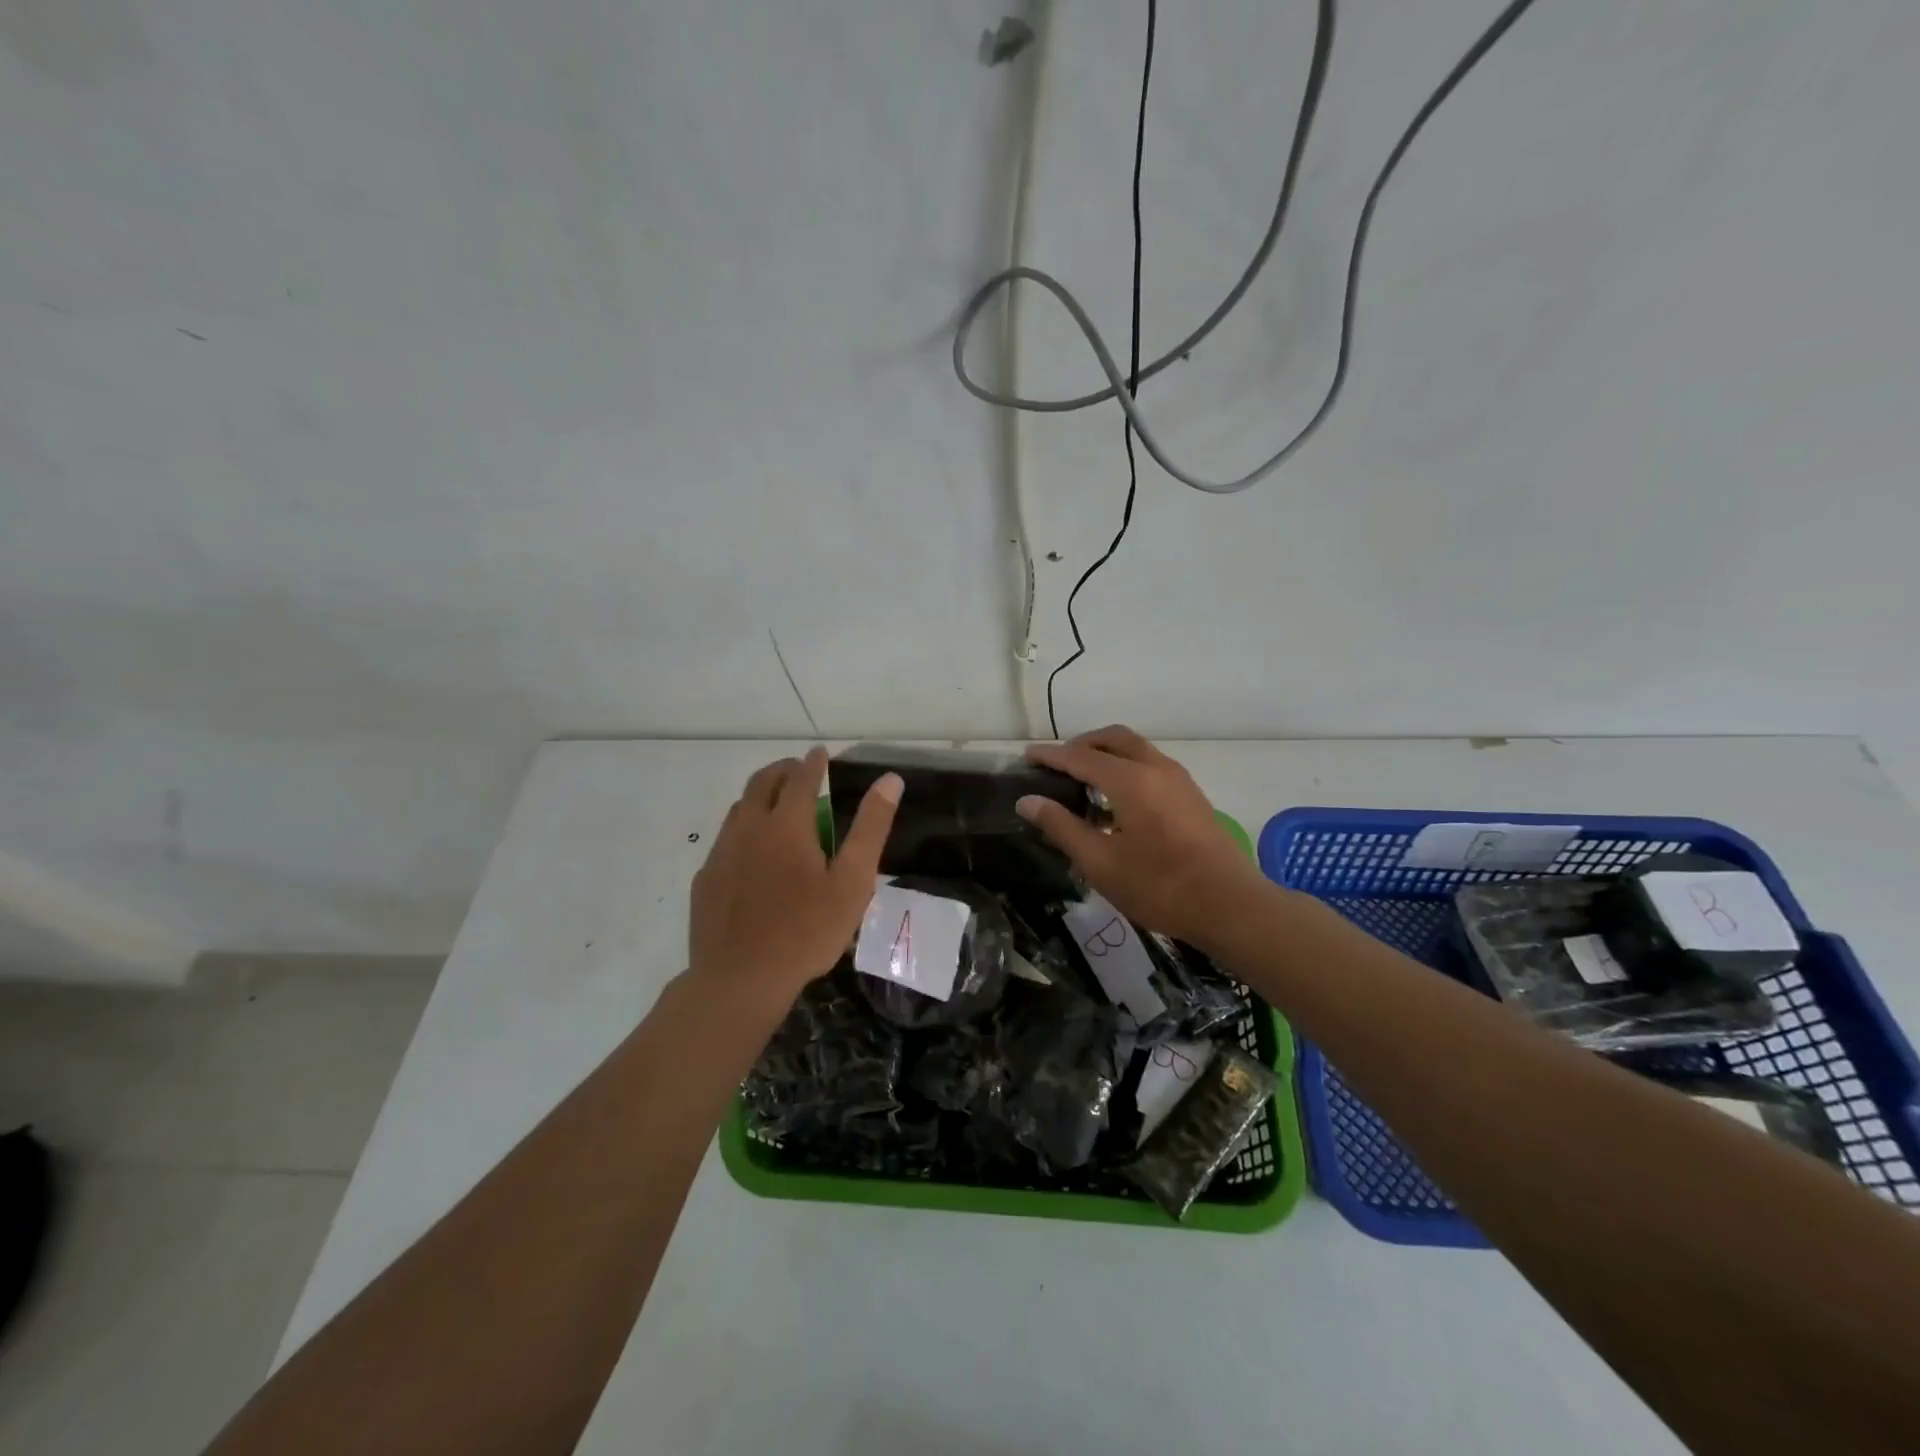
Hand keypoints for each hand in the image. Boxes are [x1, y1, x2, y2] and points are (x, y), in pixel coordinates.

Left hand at [688, 747, 901, 1015]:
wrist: (740, 980)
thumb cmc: (806, 931)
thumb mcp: (852, 881)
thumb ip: (870, 827)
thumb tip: (889, 780)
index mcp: (786, 824)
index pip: (800, 778)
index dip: (813, 762)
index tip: (820, 753)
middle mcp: (748, 828)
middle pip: (761, 783)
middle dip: (781, 770)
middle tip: (797, 770)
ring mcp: (722, 853)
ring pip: (739, 809)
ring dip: (759, 797)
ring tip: (776, 806)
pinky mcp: (706, 878)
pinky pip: (725, 840)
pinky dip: (743, 829)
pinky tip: (752, 853)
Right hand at [1016, 726, 1267, 946]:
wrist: (1230, 906)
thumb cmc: (1159, 886)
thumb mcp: (1100, 862)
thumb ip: (1061, 826)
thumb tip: (1028, 800)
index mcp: (1130, 779)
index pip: (1080, 757)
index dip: (1050, 756)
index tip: (1026, 756)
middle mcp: (1155, 768)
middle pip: (1113, 739)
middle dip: (1082, 745)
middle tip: (1057, 764)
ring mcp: (1178, 780)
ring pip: (1136, 749)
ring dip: (1106, 755)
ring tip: (1083, 782)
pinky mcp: (1191, 796)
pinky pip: (1151, 765)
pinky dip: (1126, 767)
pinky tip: (1116, 802)